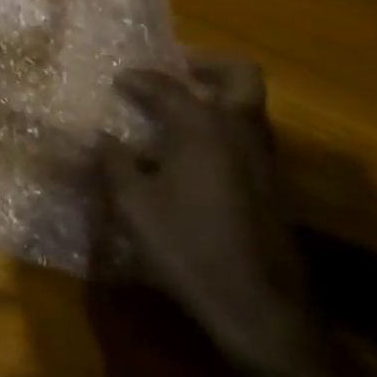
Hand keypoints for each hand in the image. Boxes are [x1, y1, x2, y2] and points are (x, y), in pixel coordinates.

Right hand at [99, 54, 324, 376]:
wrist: (263, 312)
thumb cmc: (190, 248)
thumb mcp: (134, 205)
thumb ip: (113, 163)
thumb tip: (102, 138)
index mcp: (202, 126)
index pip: (165, 85)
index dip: (138, 79)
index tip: (118, 79)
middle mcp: (239, 130)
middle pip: (238, 74)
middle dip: (205, 65)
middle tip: (174, 71)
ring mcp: (264, 158)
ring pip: (248, 105)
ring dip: (216, 96)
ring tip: (176, 113)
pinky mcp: (274, 187)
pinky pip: (248, 136)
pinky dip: (223, 129)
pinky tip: (192, 157)